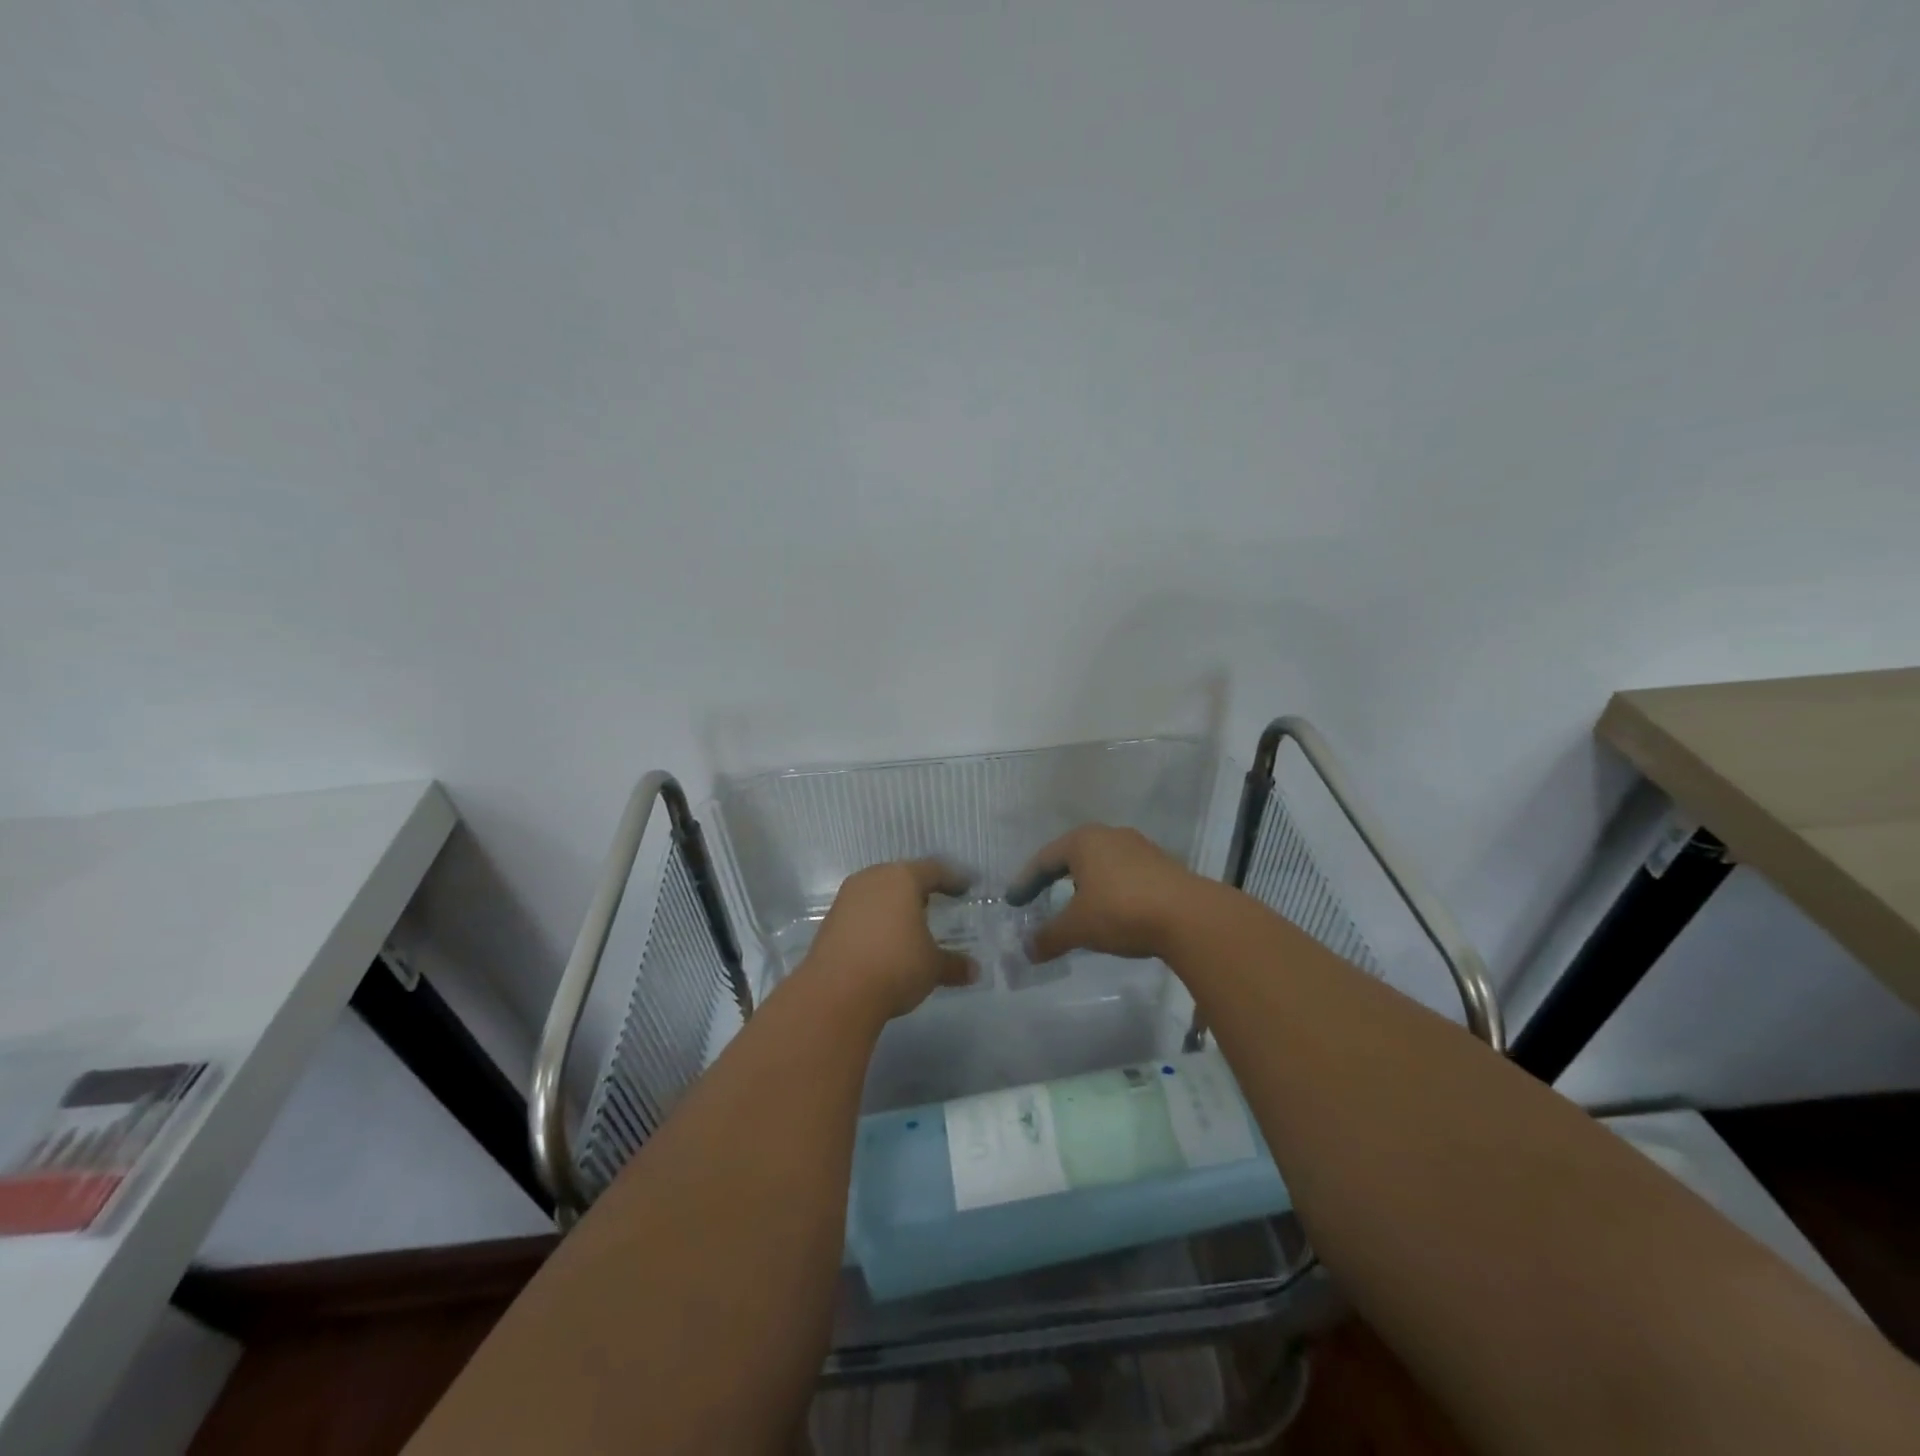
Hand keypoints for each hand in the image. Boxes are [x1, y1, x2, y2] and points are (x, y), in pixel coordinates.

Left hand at [801, 859, 976, 1019]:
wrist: (836, 992)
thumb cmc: (895, 966)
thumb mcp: (932, 967)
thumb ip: (953, 964)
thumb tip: (974, 971)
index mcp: (903, 879)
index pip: (934, 870)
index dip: (952, 879)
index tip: (965, 887)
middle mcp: (873, 879)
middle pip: (901, 877)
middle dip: (919, 889)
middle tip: (935, 902)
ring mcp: (847, 898)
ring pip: (878, 892)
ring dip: (894, 904)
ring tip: (909, 922)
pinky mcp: (830, 920)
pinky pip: (861, 911)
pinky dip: (875, 920)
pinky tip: (883, 939)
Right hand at [1006, 824, 1213, 962]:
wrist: (1190, 916)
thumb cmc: (1121, 911)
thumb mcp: (1078, 927)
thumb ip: (1049, 937)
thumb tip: (1027, 950)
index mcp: (1083, 841)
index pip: (1044, 859)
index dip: (1025, 882)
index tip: (1013, 901)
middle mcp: (1110, 835)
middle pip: (1072, 857)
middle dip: (1054, 879)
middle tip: (1040, 898)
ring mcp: (1139, 848)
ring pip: (1101, 864)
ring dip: (1084, 885)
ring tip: (1076, 908)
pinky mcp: (1162, 866)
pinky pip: (1124, 875)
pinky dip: (1109, 891)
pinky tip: (1111, 912)